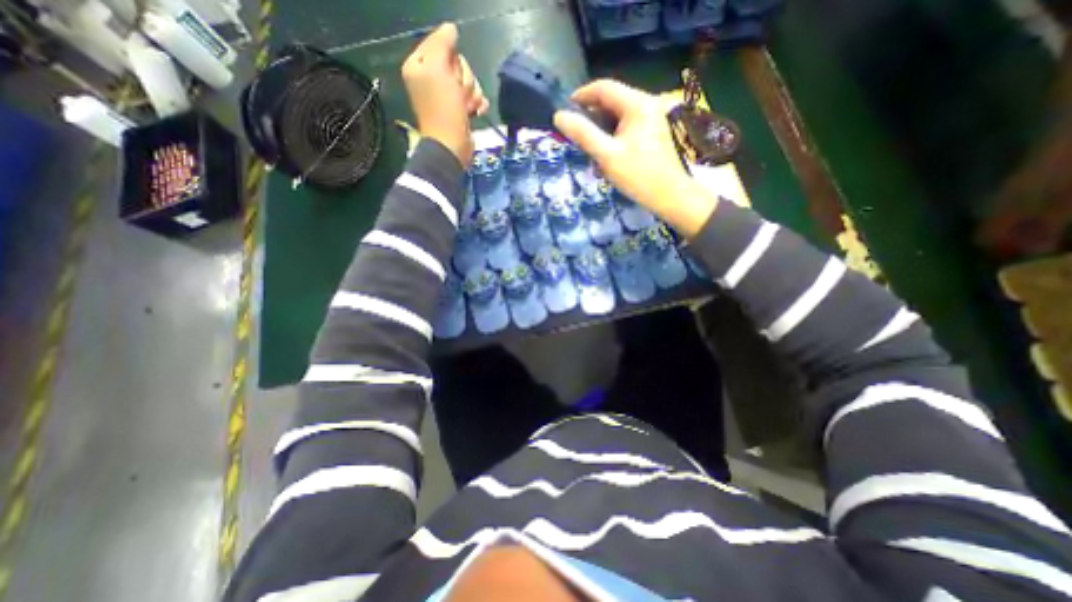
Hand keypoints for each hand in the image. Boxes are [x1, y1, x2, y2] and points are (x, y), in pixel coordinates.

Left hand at [400, 24, 489, 166]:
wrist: (452, 145)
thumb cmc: (443, 109)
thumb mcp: (437, 69)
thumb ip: (441, 43)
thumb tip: (451, 29)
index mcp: (420, 66)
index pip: (442, 45)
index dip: (451, 59)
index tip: (449, 75)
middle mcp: (432, 79)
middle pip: (459, 64)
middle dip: (464, 80)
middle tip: (458, 95)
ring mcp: (448, 96)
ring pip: (469, 81)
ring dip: (472, 94)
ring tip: (466, 108)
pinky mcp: (461, 110)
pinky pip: (476, 97)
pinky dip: (478, 104)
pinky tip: (476, 112)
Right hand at [553, 78, 718, 236]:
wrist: (669, 196)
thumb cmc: (637, 175)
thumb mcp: (606, 155)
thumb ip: (583, 134)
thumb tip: (559, 116)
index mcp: (637, 104)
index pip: (604, 88)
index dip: (581, 95)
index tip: (564, 111)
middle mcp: (647, 103)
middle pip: (612, 99)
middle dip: (591, 113)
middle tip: (575, 131)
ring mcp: (652, 117)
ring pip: (619, 113)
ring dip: (602, 124)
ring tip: (588, 143)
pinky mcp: (654, 131)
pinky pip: (628, 123)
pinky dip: (613, 132)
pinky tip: (607, 149)